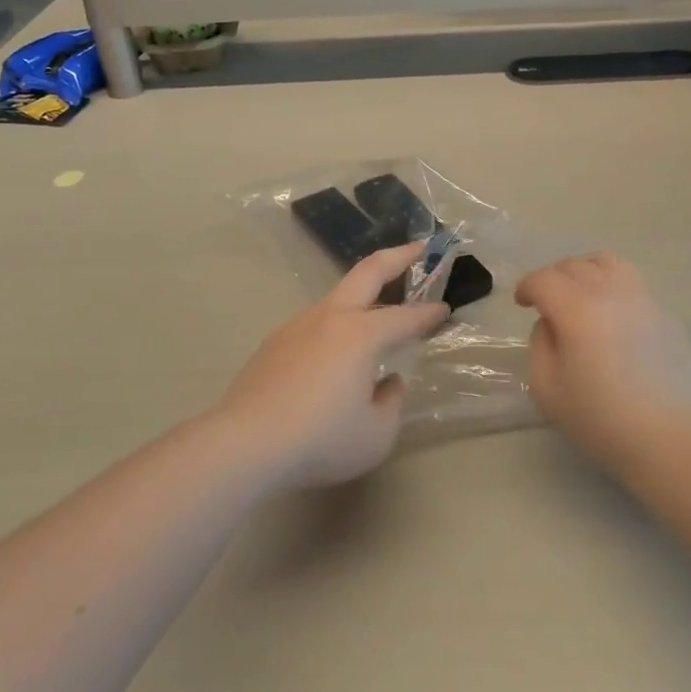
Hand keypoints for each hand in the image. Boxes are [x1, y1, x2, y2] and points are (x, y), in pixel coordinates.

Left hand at [222, 242, 449, 488]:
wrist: (246, 443)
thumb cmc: (320, 439)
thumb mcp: (375, 435)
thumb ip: (391, 403)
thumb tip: (388, 383)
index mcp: (362, 334)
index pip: (406, 317)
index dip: (429, 314)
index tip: (445, 309)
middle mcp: (331, 318)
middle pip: (368, 271)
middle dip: (398, 256)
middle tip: (419, 248)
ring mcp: (299, 325)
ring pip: (338, 297)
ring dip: (363, 292)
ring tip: (379, 308)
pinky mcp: (275, 342)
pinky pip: (315, 323)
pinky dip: (336, 324)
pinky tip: (335, 352)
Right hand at [516, 252, 690, 471]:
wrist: (670, 441)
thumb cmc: (601, 419)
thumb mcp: (547, 388)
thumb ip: (540, 344)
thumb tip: (552, 324)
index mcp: (577, 308)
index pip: (544, 279)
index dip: (527, 287)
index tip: (522, 303)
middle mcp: (611, 293)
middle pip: (574, 266)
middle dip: (553, 279)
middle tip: (547, 303)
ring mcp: (644, 301)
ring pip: (609, 264)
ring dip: (587, 271)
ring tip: (582, 295)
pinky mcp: (667, 317)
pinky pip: (634, 287)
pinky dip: (615, 291)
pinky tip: (614, 321)